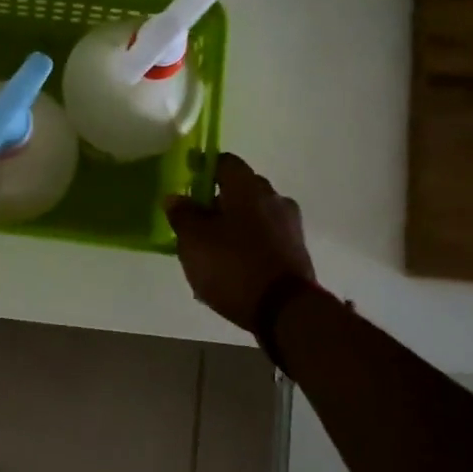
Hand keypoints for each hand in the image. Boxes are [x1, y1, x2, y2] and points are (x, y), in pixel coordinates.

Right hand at [166, 153, 315, 330]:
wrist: (285, 310)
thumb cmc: (233, 265)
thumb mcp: (194, 241)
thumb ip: (183, 215)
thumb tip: (175, 197)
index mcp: (247, 187)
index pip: (225, 161)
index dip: (204, 168)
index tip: (188, 181)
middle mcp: (273, 197)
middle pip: (241, 189)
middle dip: (219, 200)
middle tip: (197, 221)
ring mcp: (289, 224)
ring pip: (254, 214)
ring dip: (235, 224)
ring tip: (213, 249)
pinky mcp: (296, 250)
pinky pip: (266, 237)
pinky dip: (249, 244)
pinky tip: (233, 265)